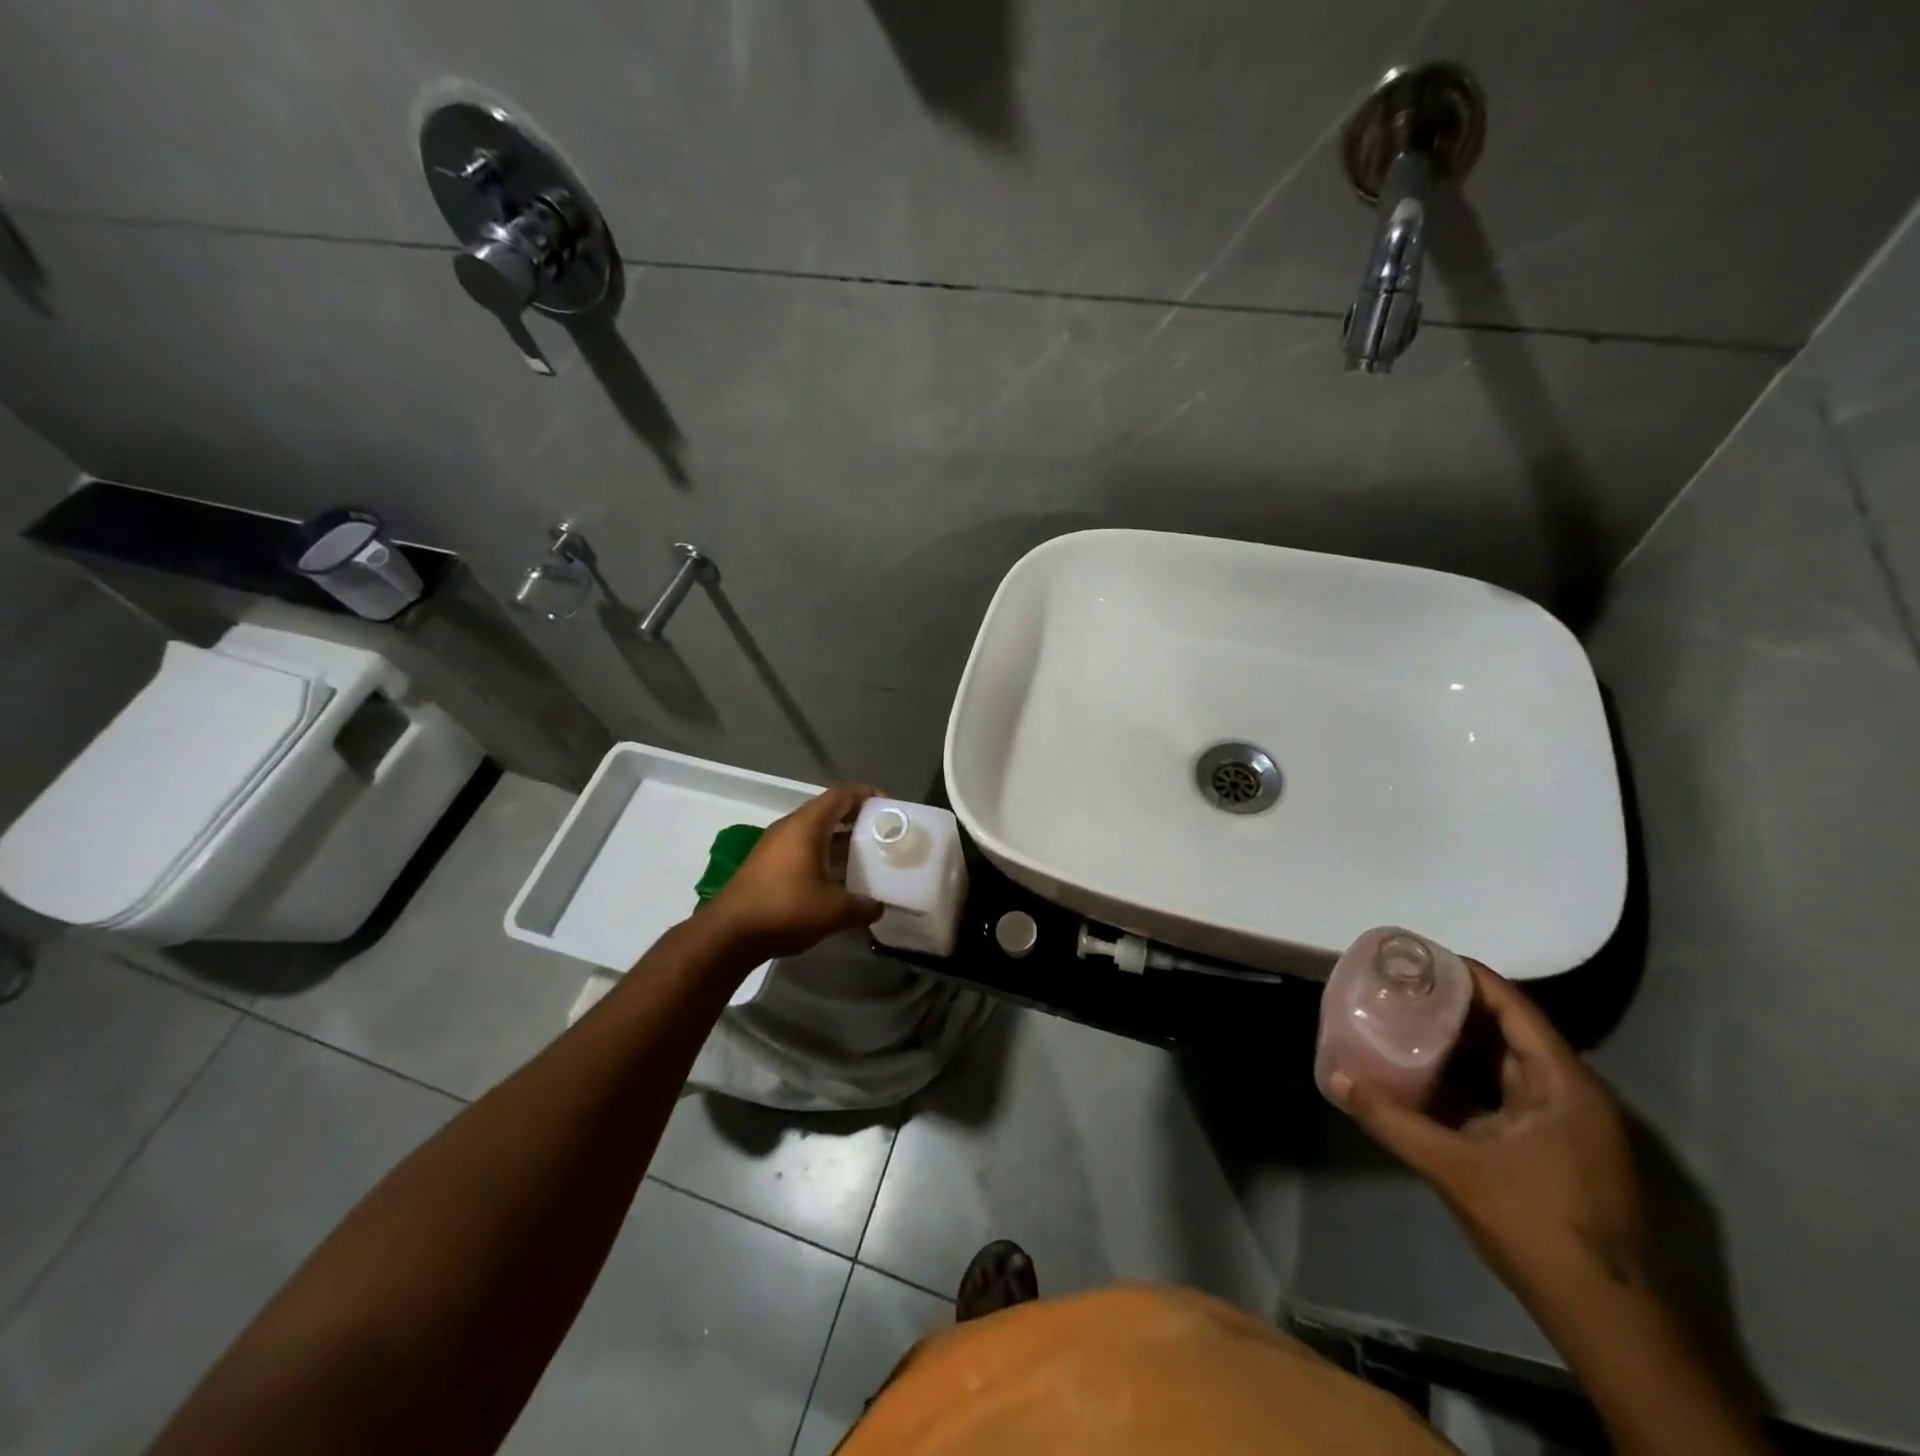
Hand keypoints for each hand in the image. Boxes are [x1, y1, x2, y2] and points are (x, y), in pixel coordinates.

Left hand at [708, 785, 883, 959]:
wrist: (728, 934)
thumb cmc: (785, 910)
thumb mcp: (834, 911)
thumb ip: (863, 906)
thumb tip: (879, 907)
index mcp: (807, 825)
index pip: (843, 794)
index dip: (869, 795)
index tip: (891, 809)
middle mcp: (790, 827)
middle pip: (830, 810)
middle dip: (858, 819)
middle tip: (883, 835)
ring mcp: (775, 846)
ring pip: (816, 832)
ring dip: (841, 840)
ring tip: (867, 858)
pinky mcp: (767, 865)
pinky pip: (803, 849)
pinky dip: (824, 855)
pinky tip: (838, 880)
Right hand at [1329, 960, 1647, 1299]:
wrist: (1606, 1319)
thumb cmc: (1537, 1226)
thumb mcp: (1453, 1167)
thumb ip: (1390, 1118)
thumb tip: (1334, 1076)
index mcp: (1562, 1084)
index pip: (1514, 1006)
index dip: (1467, 976)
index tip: (1418, 957)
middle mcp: (1570, 1093)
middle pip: (1508, 1030)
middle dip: (1454, 1007)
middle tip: (1399, 988)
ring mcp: (1565, 1124)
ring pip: (1505, 1065)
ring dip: (1458, 1045)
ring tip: (1404, 1022)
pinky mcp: (1555, 1150)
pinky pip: (1505, 1096)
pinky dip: (1467, 1081)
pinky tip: (1425, 1077)